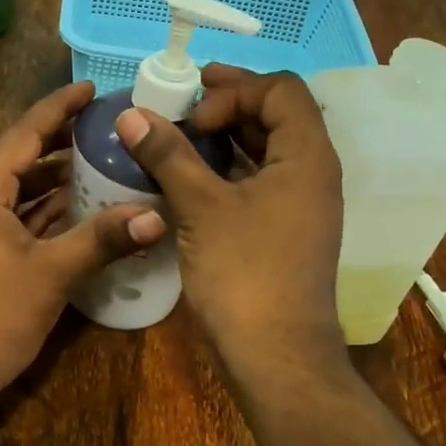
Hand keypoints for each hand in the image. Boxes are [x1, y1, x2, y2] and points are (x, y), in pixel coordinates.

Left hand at [0, 81, 166, 406]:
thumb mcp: (51, 274)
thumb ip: (102, 239)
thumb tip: (158, 216)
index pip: (24, 132)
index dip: (58, 107)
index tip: (91, 86)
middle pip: (21, 155)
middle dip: (61, 138)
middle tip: (106, 123)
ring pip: (19, 187)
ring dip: (56, 175)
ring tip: (102, 157)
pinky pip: (17, 214)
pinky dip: (46, 207)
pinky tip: (81, 205)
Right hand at [113, 65, 343, 372]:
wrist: (276, 355)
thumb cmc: (244, 273)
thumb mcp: (201, 207)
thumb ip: (168, 155)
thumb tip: (132, 114)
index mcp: (307, 156)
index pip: (280, 89)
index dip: (234, 90)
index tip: (193, 116)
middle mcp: (312, 172)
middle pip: (276, 115)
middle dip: (227, 104)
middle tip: (179, 106)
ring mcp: (301, 204)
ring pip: (265, 149)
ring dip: (225, 136)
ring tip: (178, 136)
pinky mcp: (285, 229)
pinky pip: (258, 180)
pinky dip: (227, 168)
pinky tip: (189, 176)